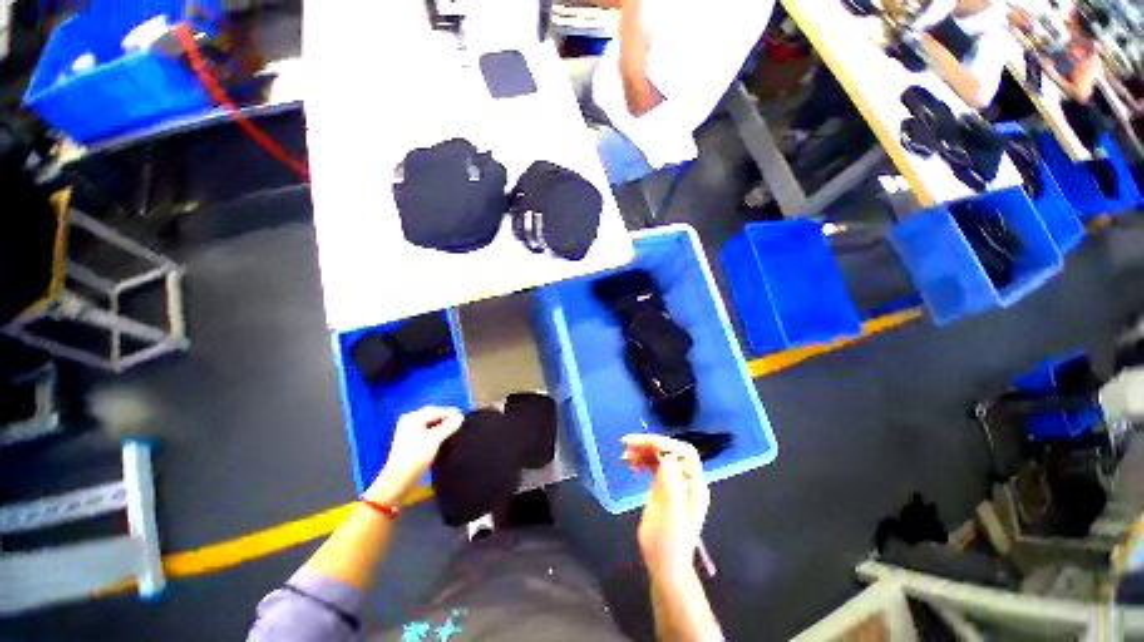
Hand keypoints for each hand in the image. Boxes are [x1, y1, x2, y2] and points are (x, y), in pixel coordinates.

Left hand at [366, 406, 463, 503]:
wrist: (399, 480)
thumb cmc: (416, 456)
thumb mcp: (435, 439)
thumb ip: (449, 426)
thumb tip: (460, 417)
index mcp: (413, 417)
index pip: (436, 410)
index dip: (450, 412)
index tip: (464, 417)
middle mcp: (409, 421)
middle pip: (432, 415)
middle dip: (446, 418)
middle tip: (459, 422)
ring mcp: (408, 432)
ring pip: (429, 424)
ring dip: (441, 425)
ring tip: (454, 429)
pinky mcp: (410, 442)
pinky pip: (426, 431)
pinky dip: (436, 432)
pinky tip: (443, 437)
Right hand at [622, 434, 709, 579]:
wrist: (666, 567)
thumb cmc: (667, 545)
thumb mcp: (668, 514)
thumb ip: (670, 481)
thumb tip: (667, 453)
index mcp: (694, 486)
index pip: (683, 452)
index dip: (663, 443)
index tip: (639, 443)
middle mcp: (687, 481)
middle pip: (671, 450)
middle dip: (650, 444)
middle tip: (625, 444)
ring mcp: (677, 484)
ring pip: (662, 456)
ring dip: (644, 451)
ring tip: (625, 455)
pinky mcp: (665, 488)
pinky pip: (655, 466)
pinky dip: (643, 460)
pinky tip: (631, 465)